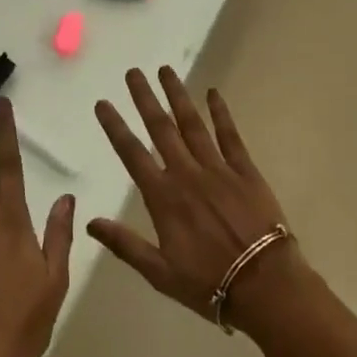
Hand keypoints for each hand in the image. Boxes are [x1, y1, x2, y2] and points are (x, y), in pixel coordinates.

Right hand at [88, 67, 299, 326]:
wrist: (266, 286)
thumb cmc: (209, 283)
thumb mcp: (159, 272)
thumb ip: (125, 244)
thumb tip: (90, 221)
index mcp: (164, 197)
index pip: (132, 153)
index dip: (115, 126)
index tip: (103, 103)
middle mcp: (187, 174)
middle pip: (161, 129)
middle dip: (145, 98)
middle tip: (133, 72)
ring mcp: (218, 169)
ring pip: (193, 124)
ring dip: (178, 96)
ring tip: (165, 70)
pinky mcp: (245, 171)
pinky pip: (230, 136)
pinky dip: (221, 113)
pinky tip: (213, 93)